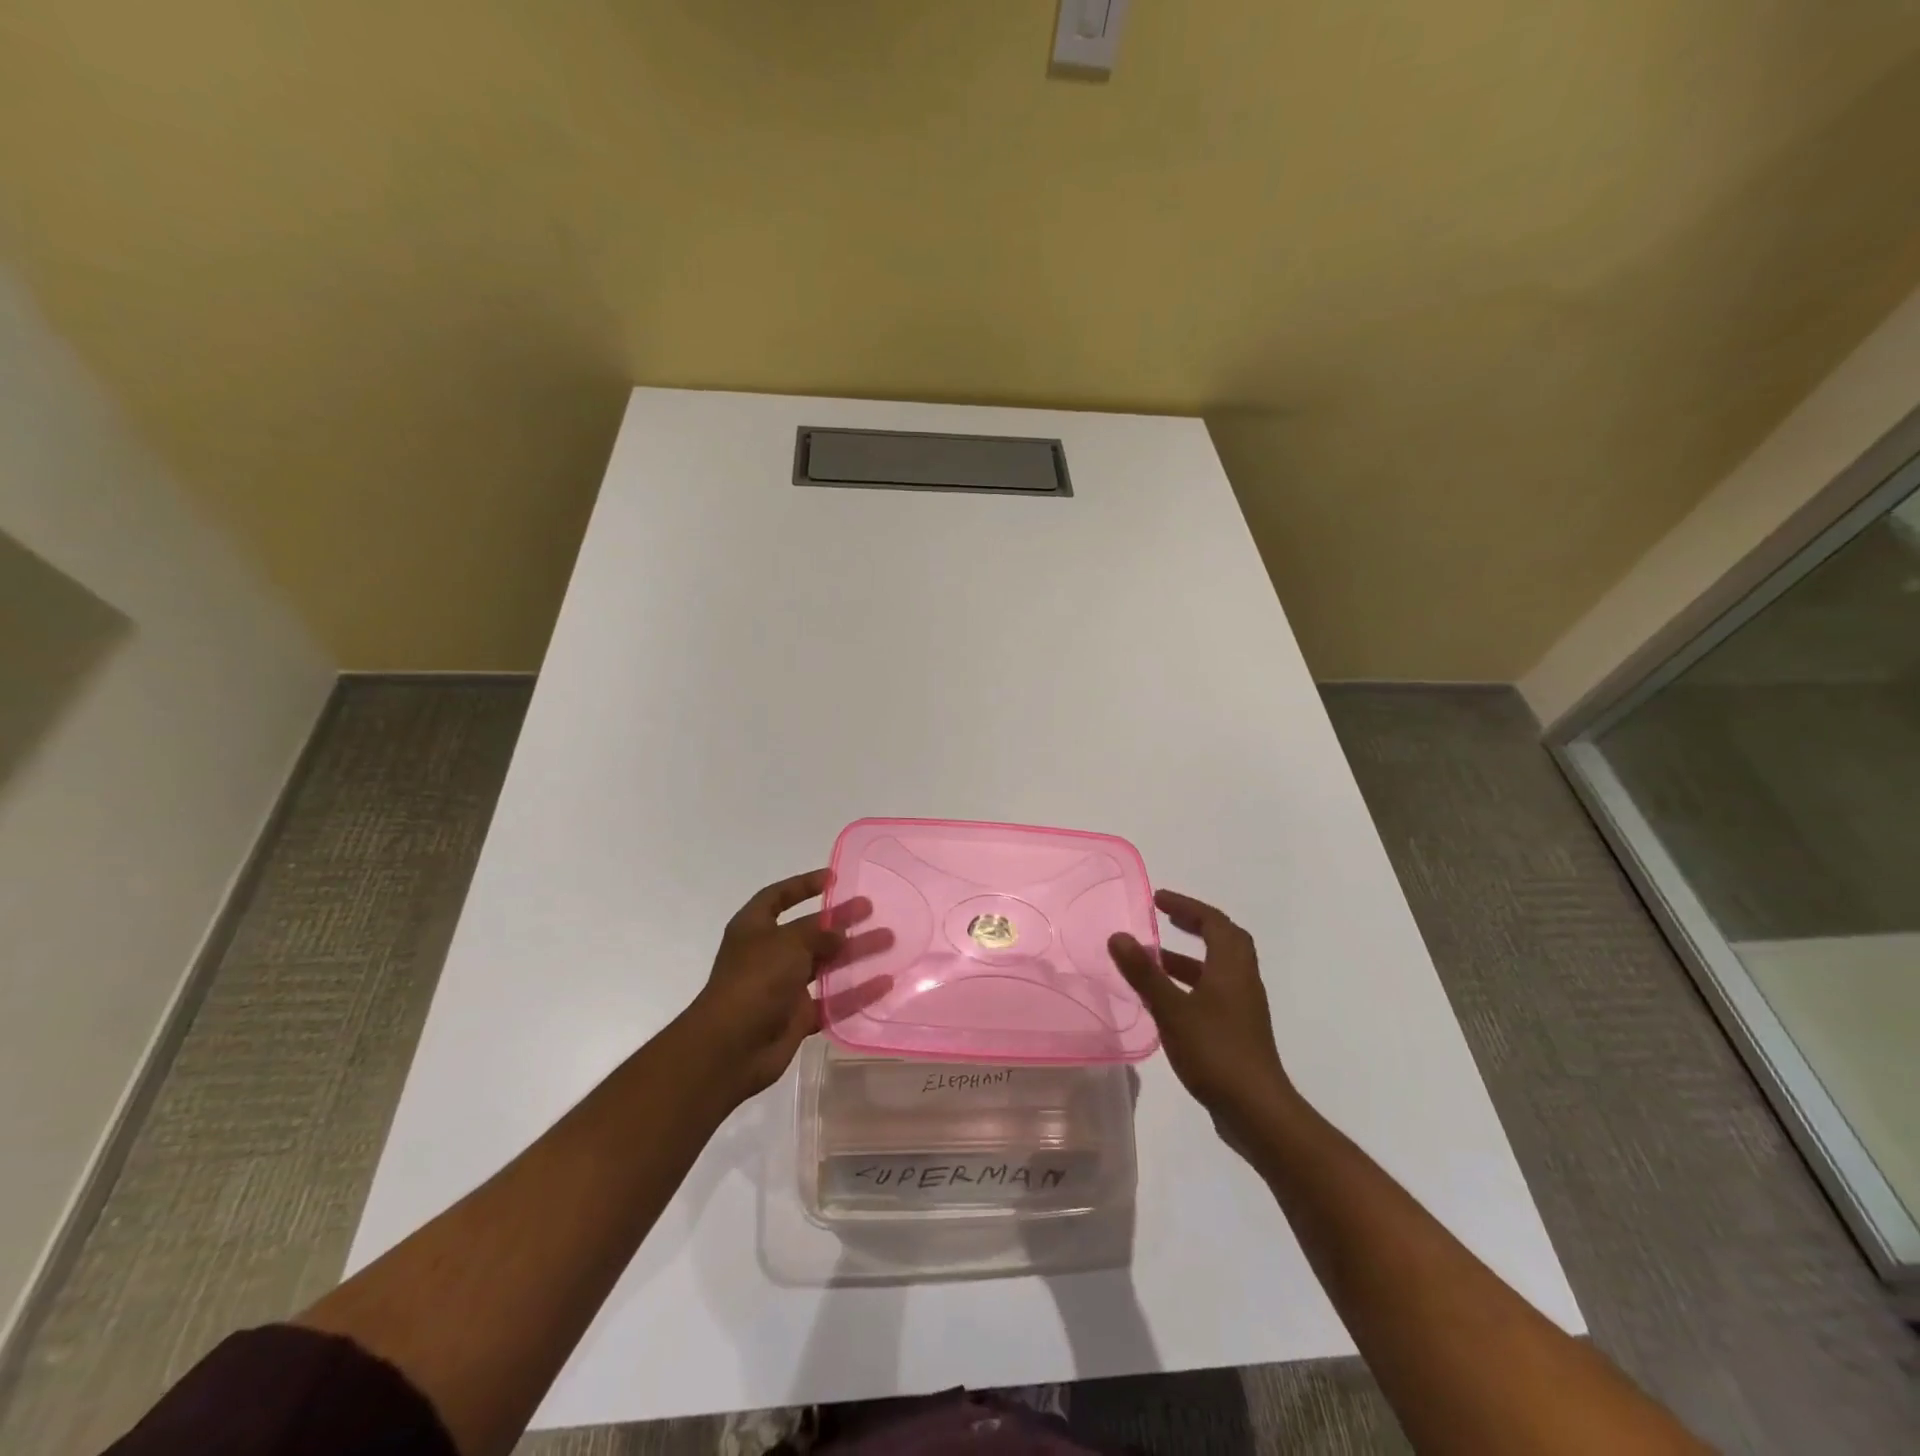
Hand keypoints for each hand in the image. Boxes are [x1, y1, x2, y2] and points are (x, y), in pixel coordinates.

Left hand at [680, 869, 891, 1106]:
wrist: (729, 1048)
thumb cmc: (754, 980)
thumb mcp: (787, 943)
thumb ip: (818, 934)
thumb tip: (840, 933)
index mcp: (754, 928)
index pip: (778, 897)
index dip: (803, 886)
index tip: (833, 878)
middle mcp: (768, 954)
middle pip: (810, 931)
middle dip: (840, 920)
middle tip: (871, 908)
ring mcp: (783, 988)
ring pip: (825, 965)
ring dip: (855, 953)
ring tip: (889, 940)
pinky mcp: (797, 1018)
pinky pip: (832, 1001)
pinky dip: (856, 993)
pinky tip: (885, 983)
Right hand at [1109, 889, 1296, 1142]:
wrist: (1256, 1111)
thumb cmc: (1215, 1051)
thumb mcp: (1172, 1010)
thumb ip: (1144, 973)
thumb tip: (1118, 935)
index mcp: (1230, 968)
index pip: (1214, 922)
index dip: (1187, 906)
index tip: (1158, 899)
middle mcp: (1241, 981)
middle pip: (1225, 940)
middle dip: (1196, 924)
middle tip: (1166, 919)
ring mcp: (1243, 1009)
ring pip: (1218, 969)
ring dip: (1190, 957)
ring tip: (1156, 959)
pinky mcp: (1238, 1032)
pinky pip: (1215, 992)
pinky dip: (1192, 984)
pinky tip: (1167, 1001)